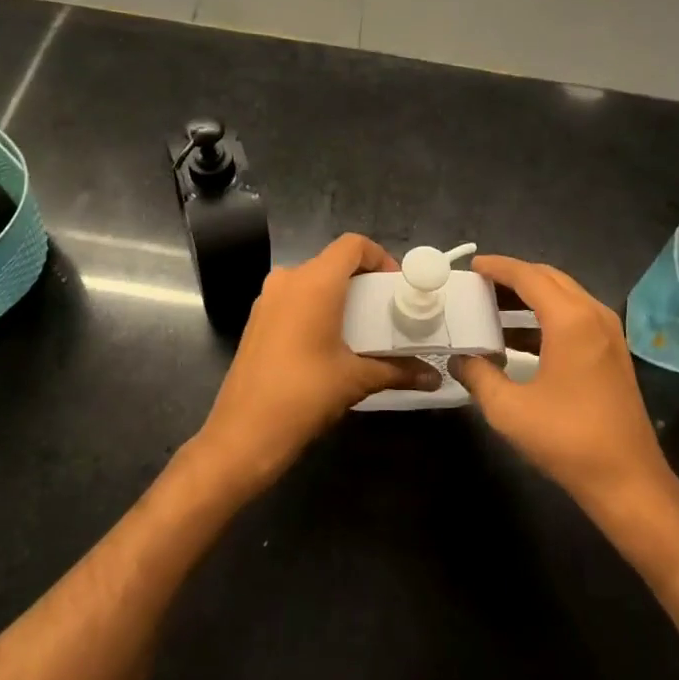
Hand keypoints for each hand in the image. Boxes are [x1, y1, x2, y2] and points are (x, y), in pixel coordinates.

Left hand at [194, 233, 439, 493]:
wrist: (243, 434)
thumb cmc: (305, 395)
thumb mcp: (357, 380)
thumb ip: (398, 370)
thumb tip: (434, 377)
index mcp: (315, 282)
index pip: (353, 245)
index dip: (380, 257)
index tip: (396, 287)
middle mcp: (289, 280)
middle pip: (333, 262)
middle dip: (363, 280)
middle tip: (386, 309)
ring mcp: (268, 299)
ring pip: (312, 280)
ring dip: (339, 295)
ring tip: (362, 327)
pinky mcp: (257, 319)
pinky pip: (294, 299)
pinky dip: (316, 308)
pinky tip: (330, 341)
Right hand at [449, 256, 674, 511]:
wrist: (628, 481)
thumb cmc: (567, 440)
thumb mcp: (509, 409)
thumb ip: (478, 376)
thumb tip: (459, 360)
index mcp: (570, 319)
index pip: (528, 276)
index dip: (497, 267)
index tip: (471, 266)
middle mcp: (593, 315)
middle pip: (549, 278)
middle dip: (513, 277)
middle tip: (479, 285)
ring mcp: (608, 332)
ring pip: (564, 296)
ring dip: (530, 296)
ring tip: (493, 307)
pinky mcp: (612, 351)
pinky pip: (575, 316)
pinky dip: (546, 316)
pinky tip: (519, 338)